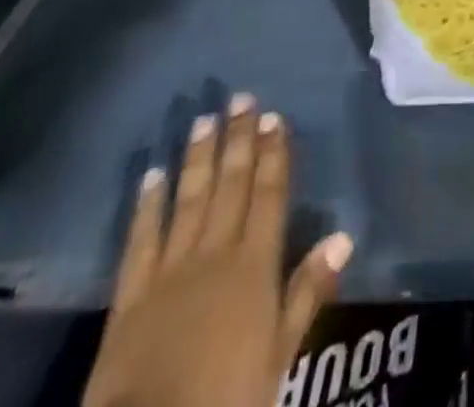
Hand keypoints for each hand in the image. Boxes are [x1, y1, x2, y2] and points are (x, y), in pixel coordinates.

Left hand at [83, 96, 353, 406]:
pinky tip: (152, 174)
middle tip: (242, 98)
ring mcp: (170, 271)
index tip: (275, 116)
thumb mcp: (279, 356)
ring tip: (204, 119)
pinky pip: (141, 240)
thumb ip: (307, 292)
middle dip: (239, 141)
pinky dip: (147, 205)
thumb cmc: (226, 402)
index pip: (269, 195)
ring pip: (189, 200)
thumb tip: (343, 235)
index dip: (273, 155)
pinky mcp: (130, 296)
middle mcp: (215, 254)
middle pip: (231, 186)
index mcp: (254, 266)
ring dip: (199, 158)